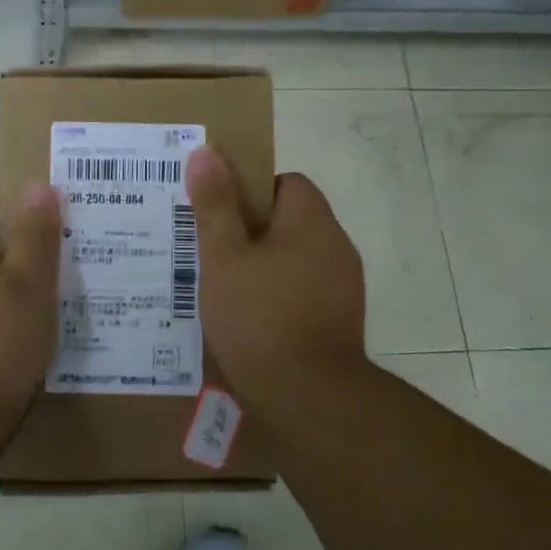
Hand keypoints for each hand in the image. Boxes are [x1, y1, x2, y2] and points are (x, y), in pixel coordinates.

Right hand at [185, 146, 367, 402]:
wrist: (308, 397)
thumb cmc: (259, 317)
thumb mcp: (223, 258)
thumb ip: (215, 205)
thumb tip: (206, 152)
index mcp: (312, 221)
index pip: (286, 182)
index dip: (250, 191)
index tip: (220, 216)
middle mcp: (337, 246)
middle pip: (290, 221)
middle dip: (251, 232)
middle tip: (212, 254)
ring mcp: (344, 286)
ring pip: (296, 259)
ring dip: (264, 267)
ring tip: (225, 290)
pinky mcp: (341, 321)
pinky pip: (304, 292)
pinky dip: (279, 297)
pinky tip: (250, 322)